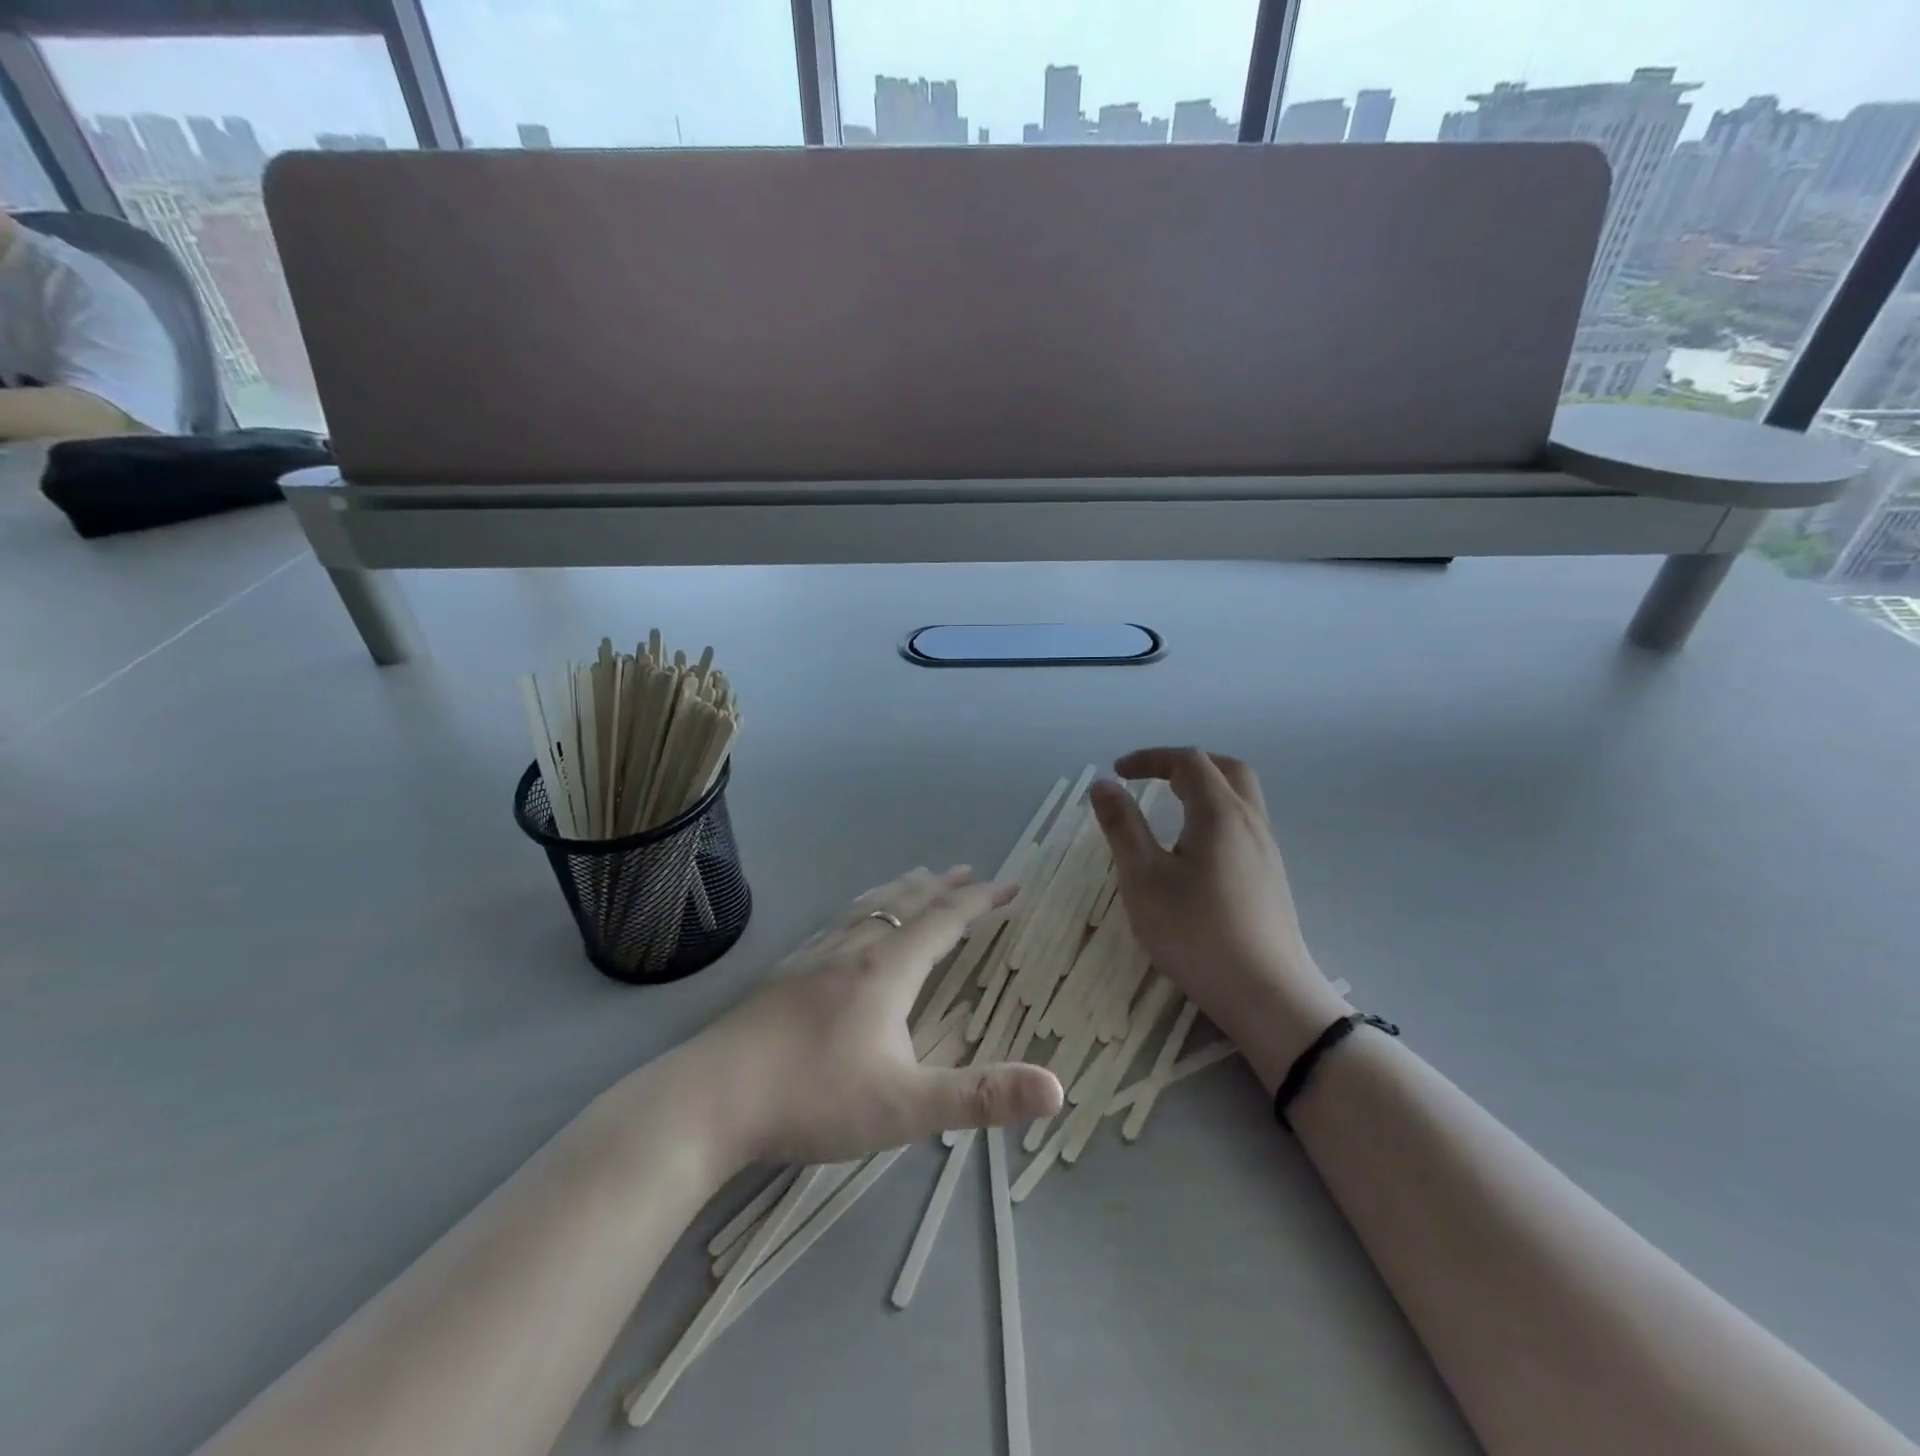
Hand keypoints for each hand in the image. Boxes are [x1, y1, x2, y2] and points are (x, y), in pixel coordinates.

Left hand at [690, 867, 1063, 1166]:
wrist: (711, 1098)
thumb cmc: (814, 1098)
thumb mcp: (907, 1107)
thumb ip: (982, 1096)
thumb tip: (1057, 1088)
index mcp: (888, 968)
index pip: (945, 919)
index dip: (981, 900)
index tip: (1009, 886)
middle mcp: (854, 948)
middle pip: (906, 902)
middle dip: (943, 886)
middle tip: (967, 870)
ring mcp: (814, 956)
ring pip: (869, 907)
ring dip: (902, 890)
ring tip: (917, 878)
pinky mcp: (786, 971)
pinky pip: (839, 921)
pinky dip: (863, 908)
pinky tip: (849, 924)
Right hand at [1089, 748, 1349, 1090]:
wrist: (1266, 995)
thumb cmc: (1196, 933)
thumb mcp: (1143, 878)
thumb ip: (1122, 827)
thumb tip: (1104, 785)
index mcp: (1220, 813)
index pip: (1188, 762)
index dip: (1150, 758)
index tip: (1118, 772)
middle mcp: (1251, 822)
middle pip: (1226, 769)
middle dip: (1185, 764)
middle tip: (1151, 778)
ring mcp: (1267, 850)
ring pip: (1240, 797)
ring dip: (1204, 789)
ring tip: (1168, 811)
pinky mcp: (1272, 877)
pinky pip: (1244, 825)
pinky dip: (1215, 815)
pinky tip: (1194, 851)